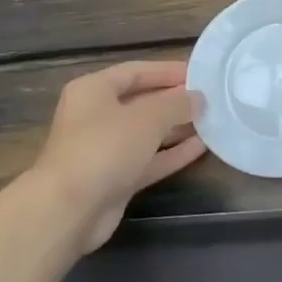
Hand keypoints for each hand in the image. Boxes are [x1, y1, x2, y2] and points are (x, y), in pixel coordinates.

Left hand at [31, 62, 205, 251]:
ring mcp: (105, 150)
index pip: (136, 71)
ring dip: (177, 127)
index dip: (168, 70)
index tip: (201, 73)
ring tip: (212, 121)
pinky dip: (173, 153)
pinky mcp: (115, 178)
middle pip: (142, 102)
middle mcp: (96, 116)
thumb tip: (199, 98)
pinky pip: (149, 159)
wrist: (69, 210)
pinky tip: (202, 147)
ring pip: (147, 132)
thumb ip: (177, 103)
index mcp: (93, 91)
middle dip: (175, 100)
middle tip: (211, 98)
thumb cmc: (105, 148)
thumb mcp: (148, 117)